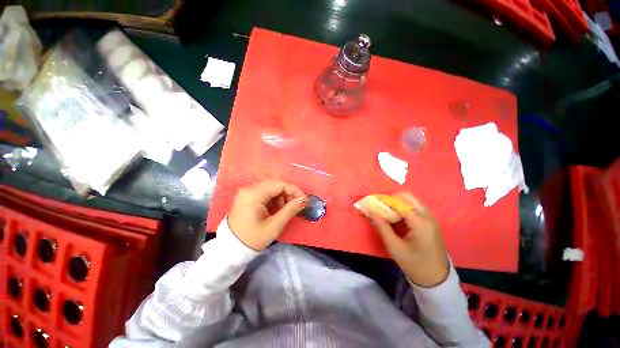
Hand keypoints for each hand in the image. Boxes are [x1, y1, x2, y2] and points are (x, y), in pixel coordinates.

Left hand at [228, 179, 307, 250]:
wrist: (231, 249)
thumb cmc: (252, 239)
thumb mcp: (274, 225)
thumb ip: (290, 210)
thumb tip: (304, 200)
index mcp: (254, 194)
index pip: (279, 184)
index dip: (294, 190)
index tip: (304, 200)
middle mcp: (249, 189)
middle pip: (275, 184)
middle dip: (289, 192)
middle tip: (297, 204)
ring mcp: (247, 192)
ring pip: (271, 187)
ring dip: (282, 195)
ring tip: (287, 208)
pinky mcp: (248, 197)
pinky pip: (265, 192)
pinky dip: (275, 198)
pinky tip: (278, 208)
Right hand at [369, 193, 448, 287]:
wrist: (436, 279)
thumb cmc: (414, 264)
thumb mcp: (395, 247)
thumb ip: (382, 227)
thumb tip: (370, 212)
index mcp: (420, 223)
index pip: (399, 202)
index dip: (384, 200)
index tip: (372, 203)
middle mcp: (427, 216)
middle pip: (407, 197)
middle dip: (391, 199)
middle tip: (380, 207)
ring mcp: (430, 218)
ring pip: (411, 201)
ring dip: (397, 204)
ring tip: (385, 213)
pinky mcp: (429, 222)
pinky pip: (414, 208)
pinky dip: (403, 210)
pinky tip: (395, 219)